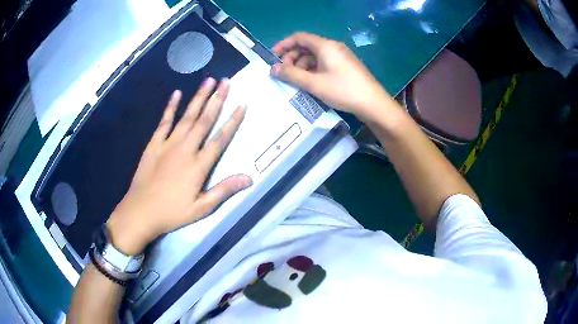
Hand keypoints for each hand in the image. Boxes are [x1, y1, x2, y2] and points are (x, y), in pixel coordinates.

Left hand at [107, 78, 251, 254]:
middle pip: (204, 120)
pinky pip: (164, 122)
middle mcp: (185, 149)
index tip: (242, 104)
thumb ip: (224, 190)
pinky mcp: (154, 144)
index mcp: (198, 165)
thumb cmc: (172, 212)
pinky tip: (176, 94)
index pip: (220, 139)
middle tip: (226, 82)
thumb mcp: (202, 208)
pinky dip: (170, 107)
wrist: (141, 211)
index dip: (232, 121)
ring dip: (198, 98)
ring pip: (187, 116)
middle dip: (217, 99)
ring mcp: (168, 144)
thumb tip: (249, 178)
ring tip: (209, 81)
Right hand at [270, 32, 394, 120]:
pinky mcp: (345, 66)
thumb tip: (272, 69)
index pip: (299, 37)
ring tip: (296, 80)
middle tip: (284, 72)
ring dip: (302, 65)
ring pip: (315, 55)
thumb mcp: (314, 83)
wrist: (373, 103)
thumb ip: (291, 75)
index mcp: (325, 46)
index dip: (284, 45)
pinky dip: (313, 69)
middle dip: (292, 57)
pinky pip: (324, 63)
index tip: (273, 57)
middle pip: (307, 46)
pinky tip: (310, 82)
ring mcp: (341, 56)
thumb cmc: (343, 90)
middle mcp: (333, 47)